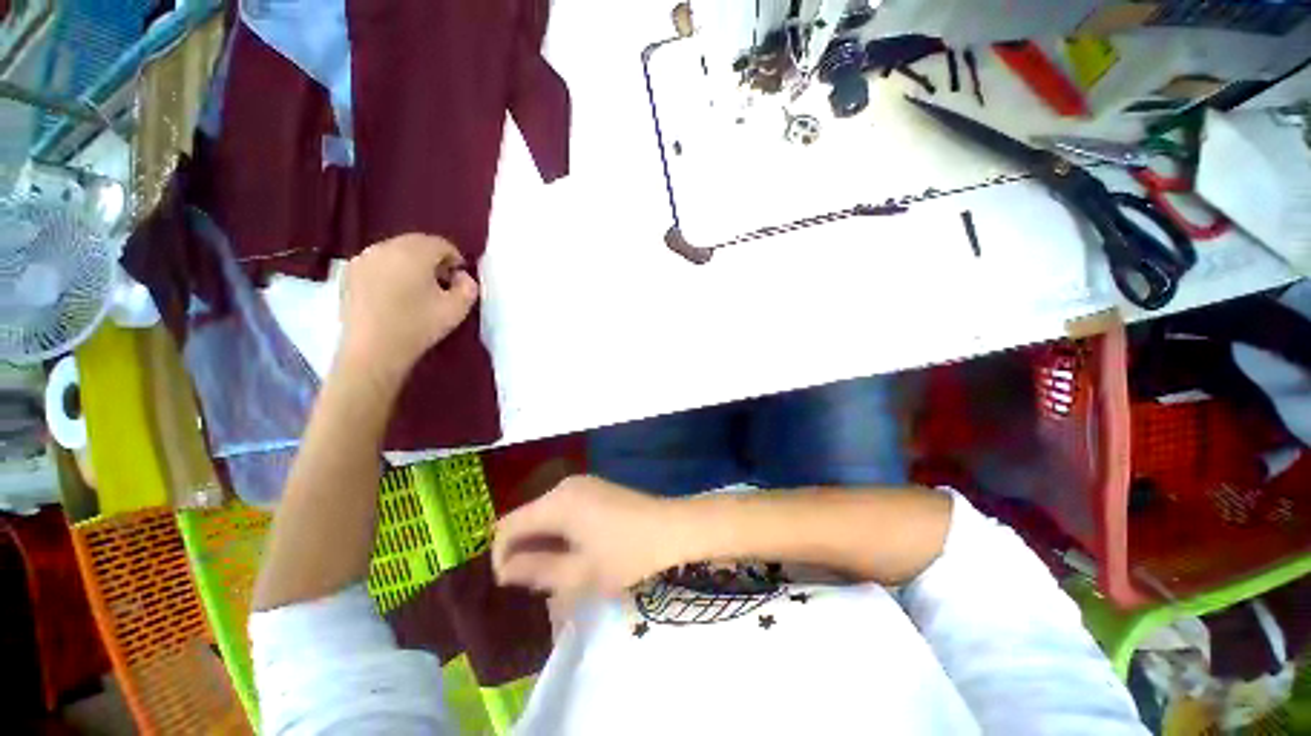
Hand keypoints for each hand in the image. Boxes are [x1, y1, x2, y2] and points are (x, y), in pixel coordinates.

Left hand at [338, 234, 477, 382]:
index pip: (440, 243)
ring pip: (396, 251)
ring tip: (418, 289)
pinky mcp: (349, 273)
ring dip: (411, 264)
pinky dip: (391, 271)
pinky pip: (378, 262)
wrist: (373, 351)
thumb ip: (468, 286)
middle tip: (441, 283)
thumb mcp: (458, 309)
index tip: (459, 278)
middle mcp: (385, 247)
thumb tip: (461, 275)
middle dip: (432, 259)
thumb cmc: (419, 326)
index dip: (455, 258)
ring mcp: (363, 258)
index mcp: (413, 253)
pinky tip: (396, 294)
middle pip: (416, 243)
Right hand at [493, 476, 675, 603]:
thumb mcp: (580, 574)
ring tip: (556, 571)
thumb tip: (505, 570)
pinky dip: (559, 530)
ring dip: (542, 541)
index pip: (508, 525)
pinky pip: (563, 508)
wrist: (672, 527)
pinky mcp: (594, 487)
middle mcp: (565, 486)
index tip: (512, 584)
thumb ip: (537, 571)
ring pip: (545, 513)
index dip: (501, 555)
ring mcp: (582, 484)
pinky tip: (574, 551)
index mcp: (557, 502)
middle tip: (537, 583)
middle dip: (524, 549)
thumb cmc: (627, 554)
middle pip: (527, 517)